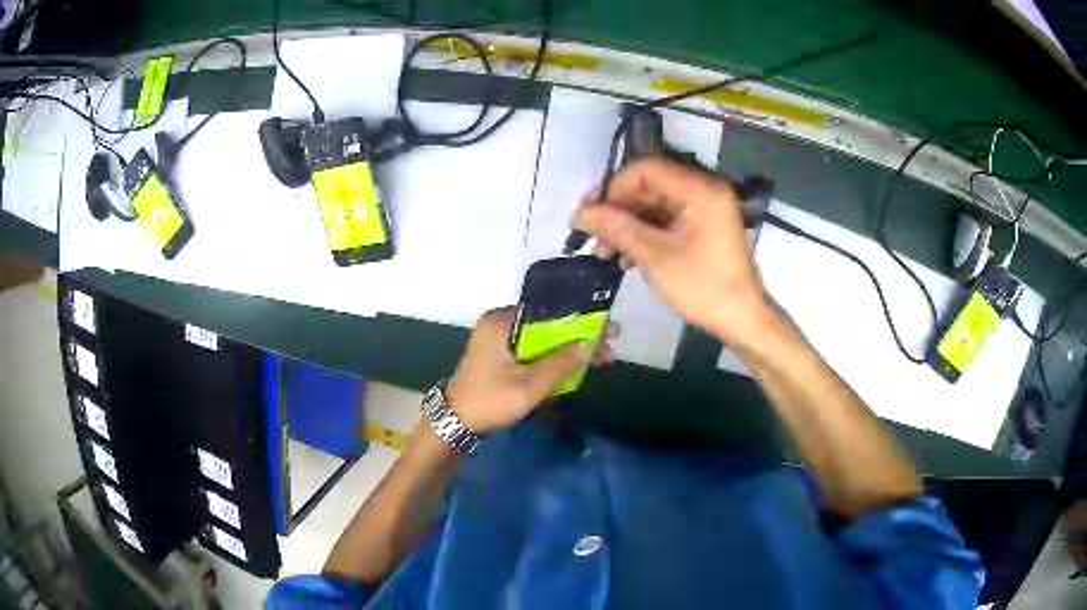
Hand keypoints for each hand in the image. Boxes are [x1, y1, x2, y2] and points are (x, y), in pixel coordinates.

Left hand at [446, 308, 616, 432]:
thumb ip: (560, 364)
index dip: (582, 320)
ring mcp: (498, 338)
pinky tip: (574, 366)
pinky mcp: (499, 353)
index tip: (608, 329)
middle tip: (608, 348)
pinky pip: (532, 349)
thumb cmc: (490, 401)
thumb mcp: (529, 386)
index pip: (550, 312)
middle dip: (579, 337)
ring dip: (568, 349)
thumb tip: (589, 346)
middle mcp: (500, 322)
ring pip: (542, 338)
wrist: (455, 422)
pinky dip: (552, 357)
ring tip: (599, 359)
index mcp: (502, 322)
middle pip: (548, 324)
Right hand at [574, 158, 774, 349]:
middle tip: (591, 234)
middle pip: (649, 185)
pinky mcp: (702, 226)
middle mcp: (703, 190)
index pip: (646, 169)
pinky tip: (625, 257)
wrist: (741, 319)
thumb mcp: (655, 256)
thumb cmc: (702, 287)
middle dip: (618, 208)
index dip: (613, 188)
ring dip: (627, 224)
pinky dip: (644, 233)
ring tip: (604, 251)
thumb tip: (580, 212)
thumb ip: (617, 227)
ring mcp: (704, 208)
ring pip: (655, 204)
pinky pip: (666, 219)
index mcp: (699, 189)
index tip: (590, 215)